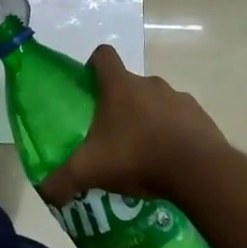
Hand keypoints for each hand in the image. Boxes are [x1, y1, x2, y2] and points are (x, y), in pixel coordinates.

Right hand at [40, 45, 226, 207]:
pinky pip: (182, 120)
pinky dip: (175, 134)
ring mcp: (179, 98)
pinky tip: (170, 162)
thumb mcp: (90, 171)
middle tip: (113, 135)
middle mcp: (150, 83)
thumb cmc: (137, 156)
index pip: (103, 55)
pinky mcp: (201, 117)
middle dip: (121, 104)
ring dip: (150, 119)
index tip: (89, 86)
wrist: (198, 170)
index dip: (93, 65)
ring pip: (157, 102)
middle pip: (130, 84)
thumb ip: (62, 180)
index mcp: (120, 86)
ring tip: (144, 153)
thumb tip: (44, 191)